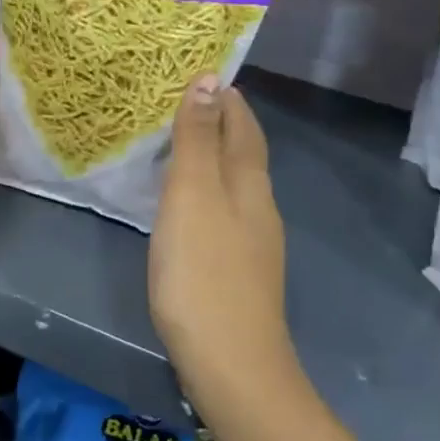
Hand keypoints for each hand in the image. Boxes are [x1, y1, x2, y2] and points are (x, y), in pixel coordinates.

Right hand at [151, 77, 297, 412]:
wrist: (233, 367)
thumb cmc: (203, 272)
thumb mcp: (192, 195)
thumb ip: (198, 138)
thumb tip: (210, 79)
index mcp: (249, 180)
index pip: (243, 122)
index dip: (225, 96)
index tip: (197, 73)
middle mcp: (260, 204)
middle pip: (245, 149)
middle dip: (221, 121)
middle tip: (182, 103)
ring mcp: (256, 241)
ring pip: (237, 181)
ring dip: (214, 156)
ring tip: (179, 146)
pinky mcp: (243, 270)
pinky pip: (227, 210)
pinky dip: (210, 190)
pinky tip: (189, 206)